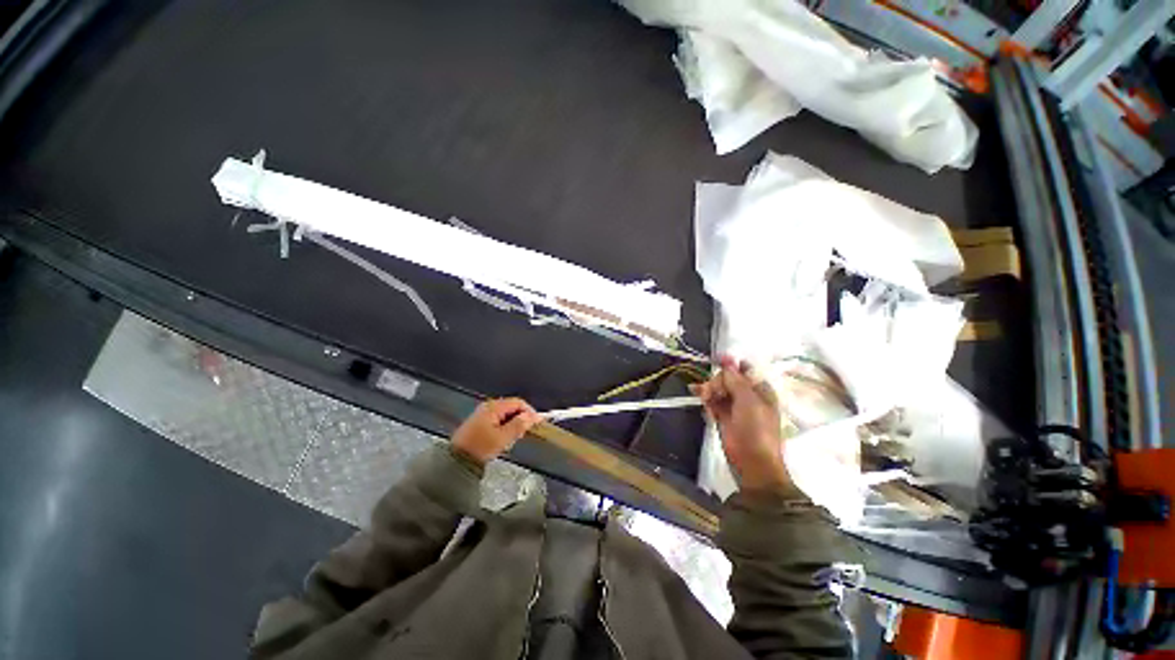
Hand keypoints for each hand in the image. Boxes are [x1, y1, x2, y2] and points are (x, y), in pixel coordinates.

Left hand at [452, 398, 540, 465]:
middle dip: (521, 418)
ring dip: (514, 423)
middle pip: (512, 407)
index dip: (529, 411)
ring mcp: (482, 414)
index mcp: (494, 407)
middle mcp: (488, 407)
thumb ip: (519, 425)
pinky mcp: (479, 423)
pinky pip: (498, 420)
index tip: (537, 423)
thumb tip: (532, 416)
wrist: (456, 461)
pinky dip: (505, 427)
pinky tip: (504, 439)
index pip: (518, 402)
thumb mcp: (502, 437)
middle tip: (525, 432)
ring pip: (506, 414)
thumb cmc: (480, 448)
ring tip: (515, 437)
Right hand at [690, 356, 791, 491]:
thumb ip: (735, 379)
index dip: (731, 364)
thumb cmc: (756, 428)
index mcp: (760, 390)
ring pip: (718, 389)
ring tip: (703, 395)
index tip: (717, 360)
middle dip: (717, 380)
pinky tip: (699, 395)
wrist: (751, 460)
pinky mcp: (722, 416)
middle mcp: (747, 395)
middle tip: (712, 390)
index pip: (744, 370)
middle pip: (727, 378)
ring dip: (709, 389)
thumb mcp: (748, 400)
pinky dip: (706, 397)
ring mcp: (734, 406)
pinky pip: (712, 401)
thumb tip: (728, 359)